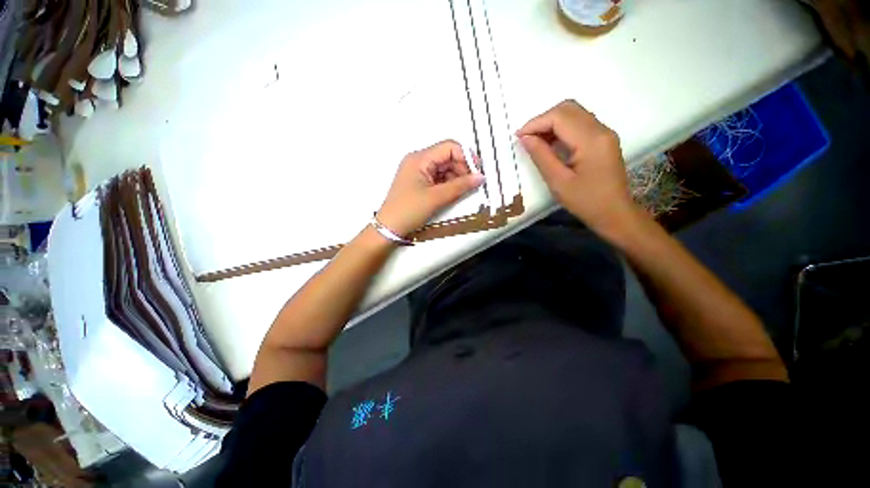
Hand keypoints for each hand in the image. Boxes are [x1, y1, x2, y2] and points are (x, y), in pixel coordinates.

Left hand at [377, 140, 483, 236]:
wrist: (389, 228)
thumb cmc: (408, 210)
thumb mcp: (436, 198)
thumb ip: (460, 186)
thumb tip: (480, 177)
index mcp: (419, 158)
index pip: (449, 147)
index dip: (466, 157)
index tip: (477, 172)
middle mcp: (419, 161)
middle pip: (448, 157)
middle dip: (462, 169)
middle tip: (472, 185)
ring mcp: (419, 172)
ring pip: (445, 169)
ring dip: (456, 178)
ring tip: (463, 191)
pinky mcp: (420, 183)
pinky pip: (439, 178)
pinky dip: (449, 184)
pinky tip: (454, 193)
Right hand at [517, 100, 639, 236]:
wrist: (614, 213)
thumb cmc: (585, 202)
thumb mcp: (558, 181)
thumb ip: (541, 156)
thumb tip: (525, 138)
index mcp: (591, 140)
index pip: (560, 117)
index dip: (536, 123)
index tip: (518, 137)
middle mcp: (601, 129)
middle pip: (568, 109)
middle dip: (543, 120)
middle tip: (526, 139)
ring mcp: (604, 133)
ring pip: (574, 114)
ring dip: (551, 123)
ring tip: (535, 142)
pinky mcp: (603, 140)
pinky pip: (579, 124)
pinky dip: (561, 129)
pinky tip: (550, 144)